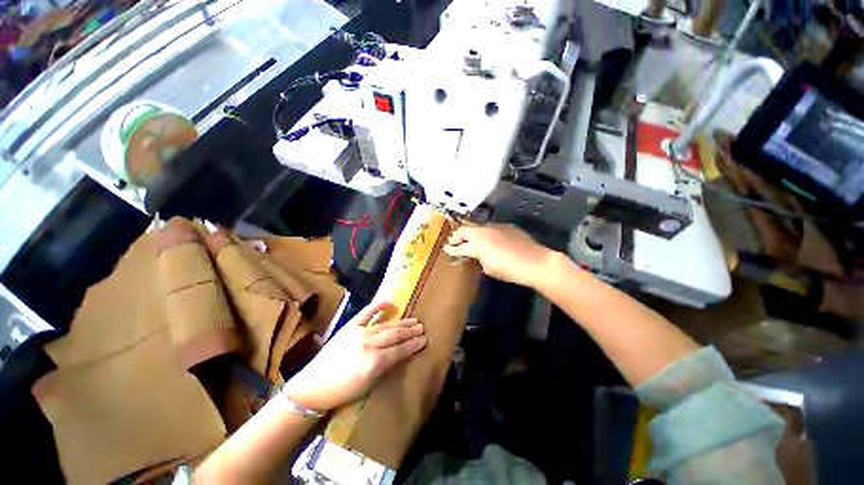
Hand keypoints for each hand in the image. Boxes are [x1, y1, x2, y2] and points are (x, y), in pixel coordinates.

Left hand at [281, 301, 425, 411]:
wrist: (313, 385)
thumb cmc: (343, 392)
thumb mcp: (368, 385)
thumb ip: (386, 367)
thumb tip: (401, 354)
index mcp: (374, 362)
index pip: (400, 351)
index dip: (413, 345)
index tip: (424, 340)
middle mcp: (369, 345)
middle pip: (395, 335)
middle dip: (410, 331)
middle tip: (421, 327)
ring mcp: (359, 333)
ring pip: (386, 325)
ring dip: (401, 322)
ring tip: (413, 320)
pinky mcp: (350, 327)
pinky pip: (366, 313)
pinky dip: (378, 306)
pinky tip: (390, 302)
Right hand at [444, 224, 555, 288]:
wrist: (536, 262)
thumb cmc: (510, 270)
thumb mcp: (490, 269)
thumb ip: (480, 259)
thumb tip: (478, 255)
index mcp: (478, 244)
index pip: (460, 246)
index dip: (452, 248)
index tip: (447, 249)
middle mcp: (484, 232)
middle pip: (466, 230)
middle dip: (457, 236)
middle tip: (453, 241)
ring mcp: (496, 227)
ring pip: (478, 227)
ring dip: (471, 233)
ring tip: (469, 239)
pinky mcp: (506, 226)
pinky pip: (491, 227)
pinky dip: (485, 233)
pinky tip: (489, 239)